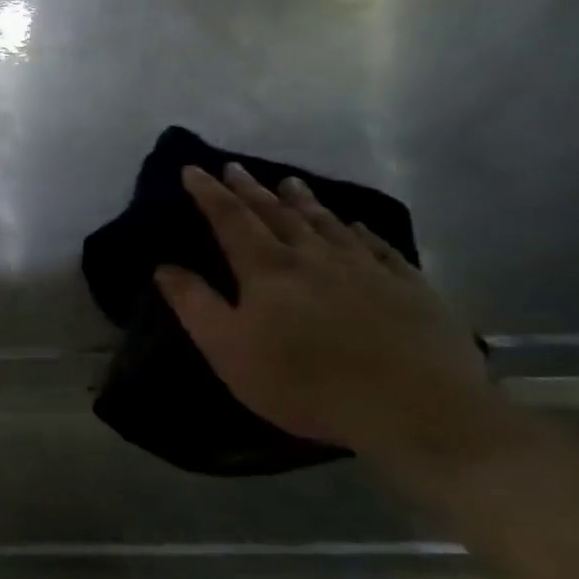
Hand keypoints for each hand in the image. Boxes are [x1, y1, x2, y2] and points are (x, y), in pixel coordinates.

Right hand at [154, 164, 499, 460]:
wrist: (415, 410)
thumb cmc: (303, 382)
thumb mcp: (227, 348)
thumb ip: (194, 304)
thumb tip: (164, 266)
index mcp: (267, 269)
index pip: (230, 219)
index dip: (209, 193)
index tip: (193, 169)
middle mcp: (315, 257)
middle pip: (277, 214)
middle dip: (251, 190)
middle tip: (235, 167)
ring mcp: (367, 269)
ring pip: (327, 224)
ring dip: (304, 201)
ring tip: (290, 183)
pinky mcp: (411, 288)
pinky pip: (379, 247)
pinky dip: (360, 231)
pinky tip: (356, 226)